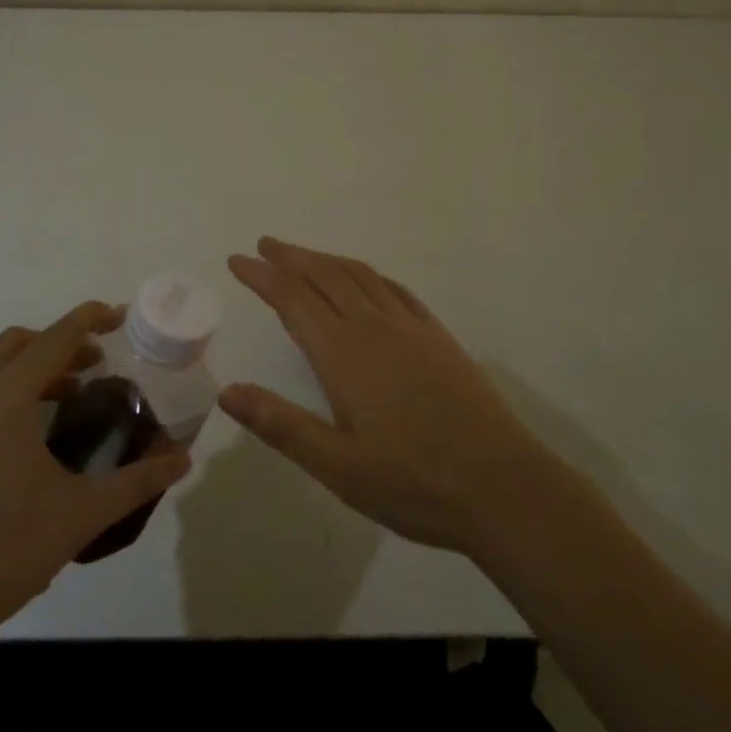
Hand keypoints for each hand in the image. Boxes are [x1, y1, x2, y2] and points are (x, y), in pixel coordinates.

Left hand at [0, 301, 190, 645]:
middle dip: (59, 342)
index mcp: (4, 398)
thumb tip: (183, 459)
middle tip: (96, 362)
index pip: (55, 339)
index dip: (90, 319)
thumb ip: (137, 481)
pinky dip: (7, 391)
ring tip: (69, 395)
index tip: (120, 314)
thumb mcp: (81, 514)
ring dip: (32, 367)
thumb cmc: (4, 550)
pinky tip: (29, 436)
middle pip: (18, 343)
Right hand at [220, 238, 552, 557]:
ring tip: (303, 255)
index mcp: (344, 354)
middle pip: (324, 277)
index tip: (238, 259)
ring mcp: (410, 328)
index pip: (293, 299)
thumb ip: (281, 425)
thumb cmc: (414, 483)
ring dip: (326, 260)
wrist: (503, 486)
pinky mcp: (437, 337)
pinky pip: (395, 290)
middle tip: (264, 245)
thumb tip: (228, 392)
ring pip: (359, 276)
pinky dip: (368, 275)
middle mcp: (373, 328)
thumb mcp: (339, 467)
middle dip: (290, 258)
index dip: (263, 276)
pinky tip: (366, 281)